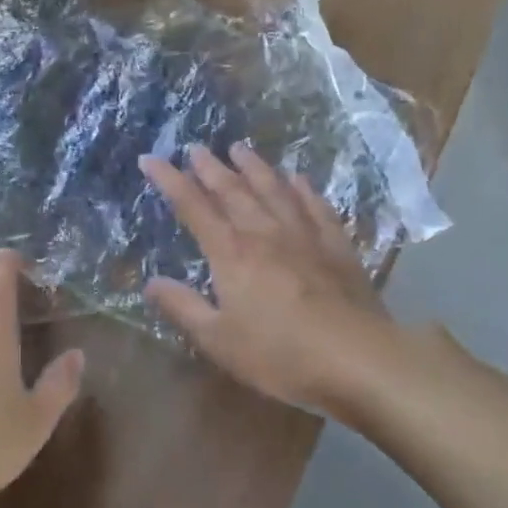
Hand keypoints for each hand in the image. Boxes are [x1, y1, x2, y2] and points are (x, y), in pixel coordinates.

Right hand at [140, 144, 393, 411]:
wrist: (356, 359)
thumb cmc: (278, 354)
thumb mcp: (217, 339)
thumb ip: (183, 307)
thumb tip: (151, 282)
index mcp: (231, 253)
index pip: (193, 207)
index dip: (170, 181)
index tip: (151, 159)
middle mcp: (265, 233)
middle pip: (233, 191)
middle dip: (210, 168)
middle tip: (196, 147)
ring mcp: (305, 236)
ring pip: (274, 190)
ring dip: (254, 167)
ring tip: (240, 148)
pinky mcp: (337, 247)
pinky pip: (316, 206)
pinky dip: (303, 189)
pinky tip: (298, 179)